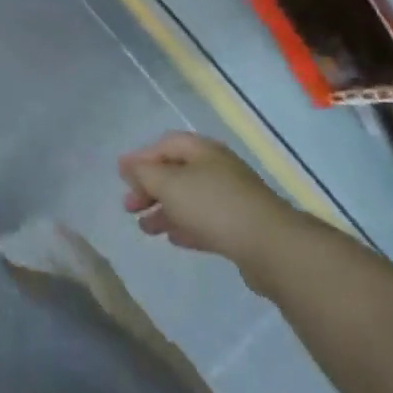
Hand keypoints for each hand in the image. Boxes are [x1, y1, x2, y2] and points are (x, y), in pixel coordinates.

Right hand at [118, 132, 294, 267]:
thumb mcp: (169, 184)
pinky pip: (205, 221)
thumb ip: (143, 173)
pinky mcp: (240, 226)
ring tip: (145, 228)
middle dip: (149, 188)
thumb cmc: (213, 206)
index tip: (121, 178)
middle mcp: (217, 169)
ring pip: (189, 199)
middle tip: (129, 207)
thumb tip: (126, 164)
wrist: (271, 246)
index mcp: (202, 151)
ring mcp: (231, 198)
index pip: (164, 145)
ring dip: (164, 210)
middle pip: (175, 173)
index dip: (141, 158)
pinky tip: (173, 238)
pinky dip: (186, 226)